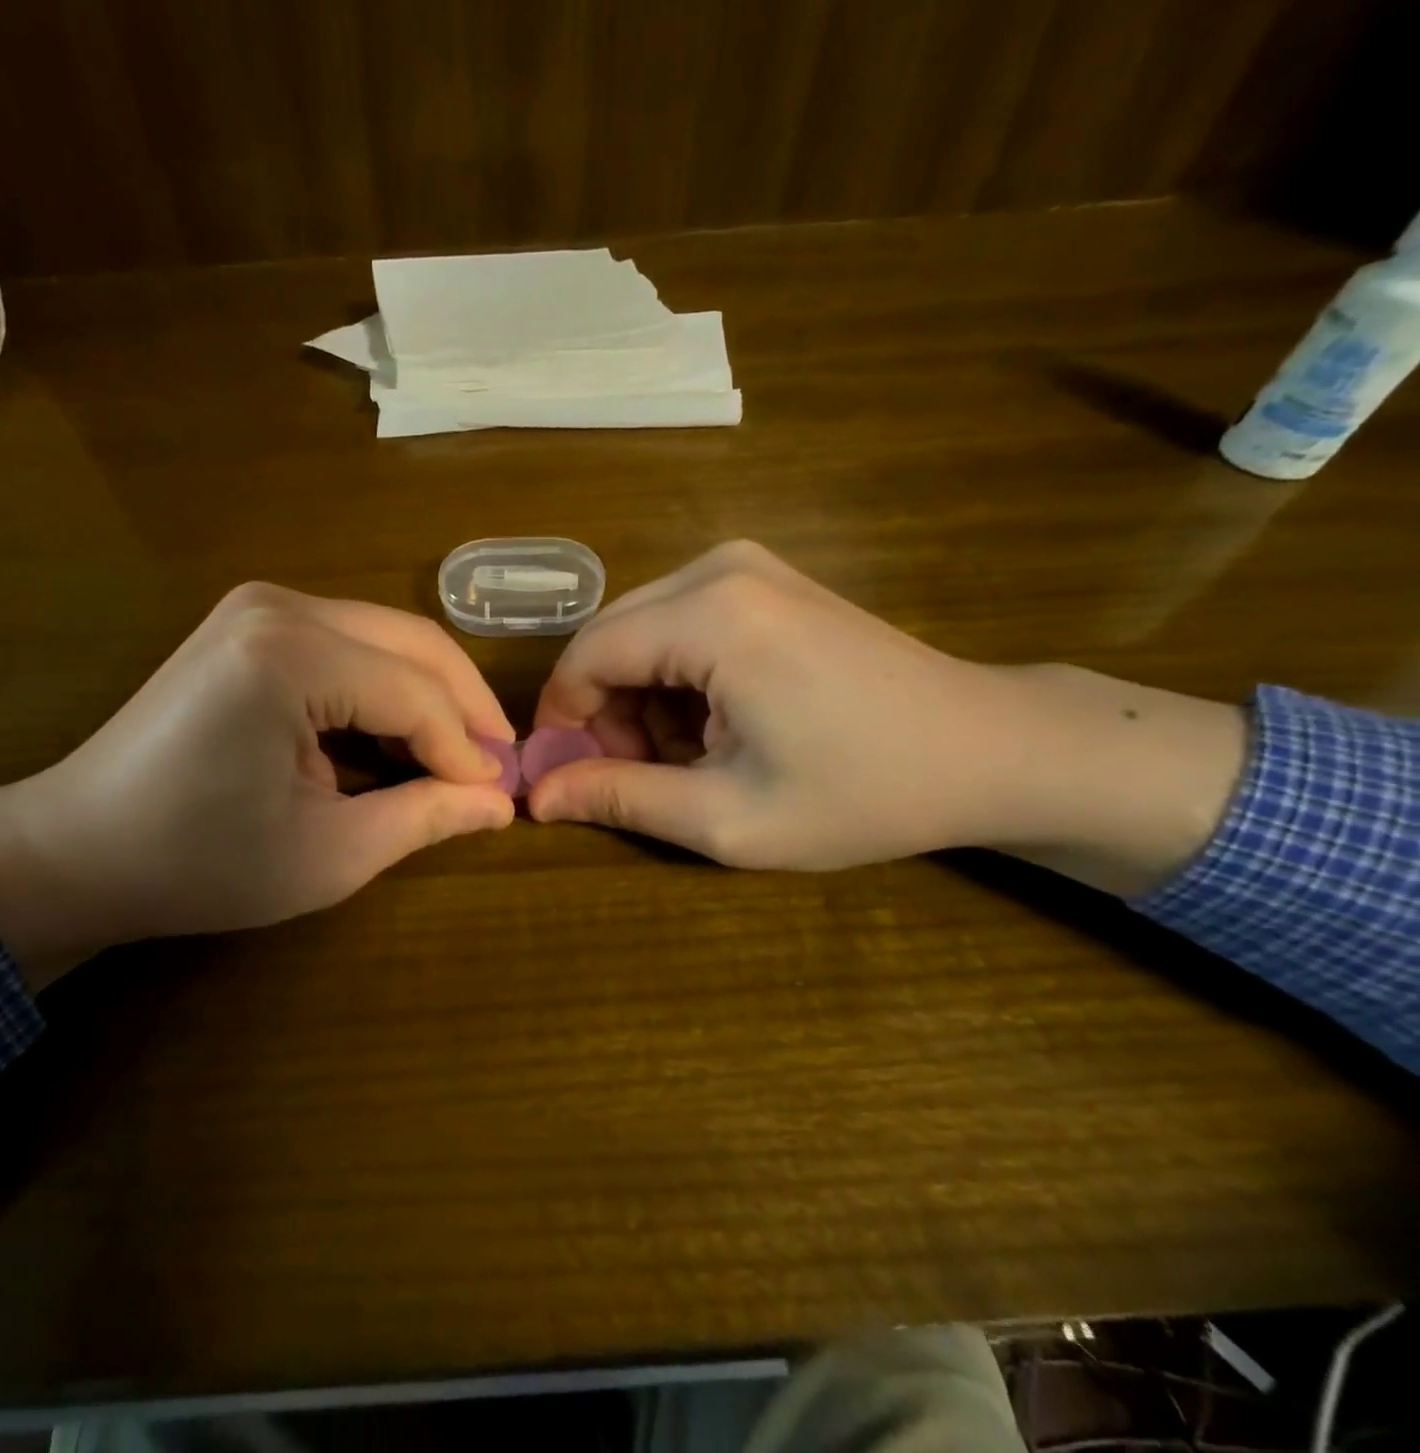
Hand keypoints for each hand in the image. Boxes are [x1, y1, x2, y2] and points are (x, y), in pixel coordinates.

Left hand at [0, 584, 515, 987]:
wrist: (79, 849)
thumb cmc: (199, 862)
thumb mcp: (328, 853)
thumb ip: (424, 817)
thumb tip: (499, 803)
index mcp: (291, 655)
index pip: (416, 694)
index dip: (466, 750)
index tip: (499, 799)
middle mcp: (279, 606)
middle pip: (411, 644)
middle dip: (462, 706)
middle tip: (495, 766)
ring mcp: (260, 606)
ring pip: (384, 638)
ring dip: (427, 696)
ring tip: (455, 756)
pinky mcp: (250, 625)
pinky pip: (347, 646)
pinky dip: (383, 689)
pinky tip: (398, 737)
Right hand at [527, 541, 1247, 895]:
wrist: (988, 747)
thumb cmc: (863, 792)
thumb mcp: (728, 817)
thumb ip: (620, 799)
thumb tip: (535, 797)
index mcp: (710, 617)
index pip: (584, 657)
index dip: (561, 721)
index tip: (570, 777)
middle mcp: (717, 568)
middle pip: (609, 640)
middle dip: (604, 713)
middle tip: (638, 777)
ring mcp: (745, 564)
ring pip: (639, 633)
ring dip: (640, 700)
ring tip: (689, 759)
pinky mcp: (763, 578)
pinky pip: (677, 623)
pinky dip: (675, 680)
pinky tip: (718, 723)